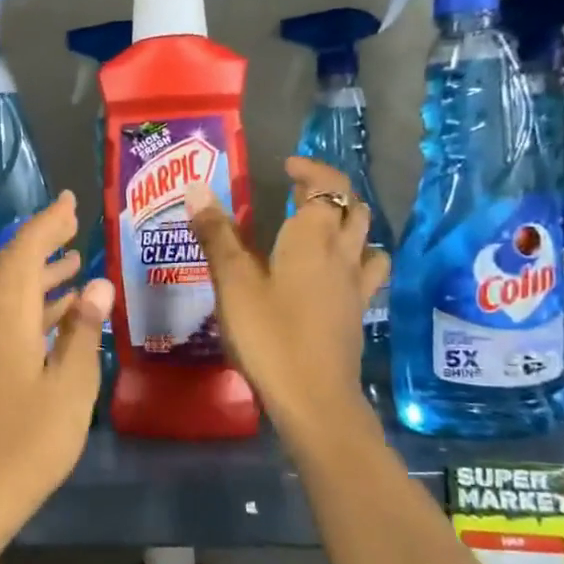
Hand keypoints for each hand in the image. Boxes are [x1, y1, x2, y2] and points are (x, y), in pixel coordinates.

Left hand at [0, 191, 114, 553]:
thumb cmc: (29, 441)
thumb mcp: (70, 387)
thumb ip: (82, 331)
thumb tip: (98, 284)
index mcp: (4, 314)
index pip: (25, 251)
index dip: (48, 223)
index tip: (71, 202)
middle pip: (11, 265)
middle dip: (43, 243)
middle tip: (75, 226)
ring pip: (5, 290)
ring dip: (38, 274)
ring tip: (73, 262)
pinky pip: (1, 314)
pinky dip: (28, 304)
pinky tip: (56, 309)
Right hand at [186, 158, 390, 436]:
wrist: (313, 396)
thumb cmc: (269, 333)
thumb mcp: (233, 282)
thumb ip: (216, 234)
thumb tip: (197, 187)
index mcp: (313, 238)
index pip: (327, 186)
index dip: (311, 170)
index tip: (288, 166)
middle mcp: (342, 254)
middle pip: (353, 208)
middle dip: (330, 192)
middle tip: (299, 192)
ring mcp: (355, 286)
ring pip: (366, 239)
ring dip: (349, 223)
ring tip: (323, 227)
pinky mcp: (356, 313)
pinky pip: (366, 272)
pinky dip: (355, 259)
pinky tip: (335, 274)